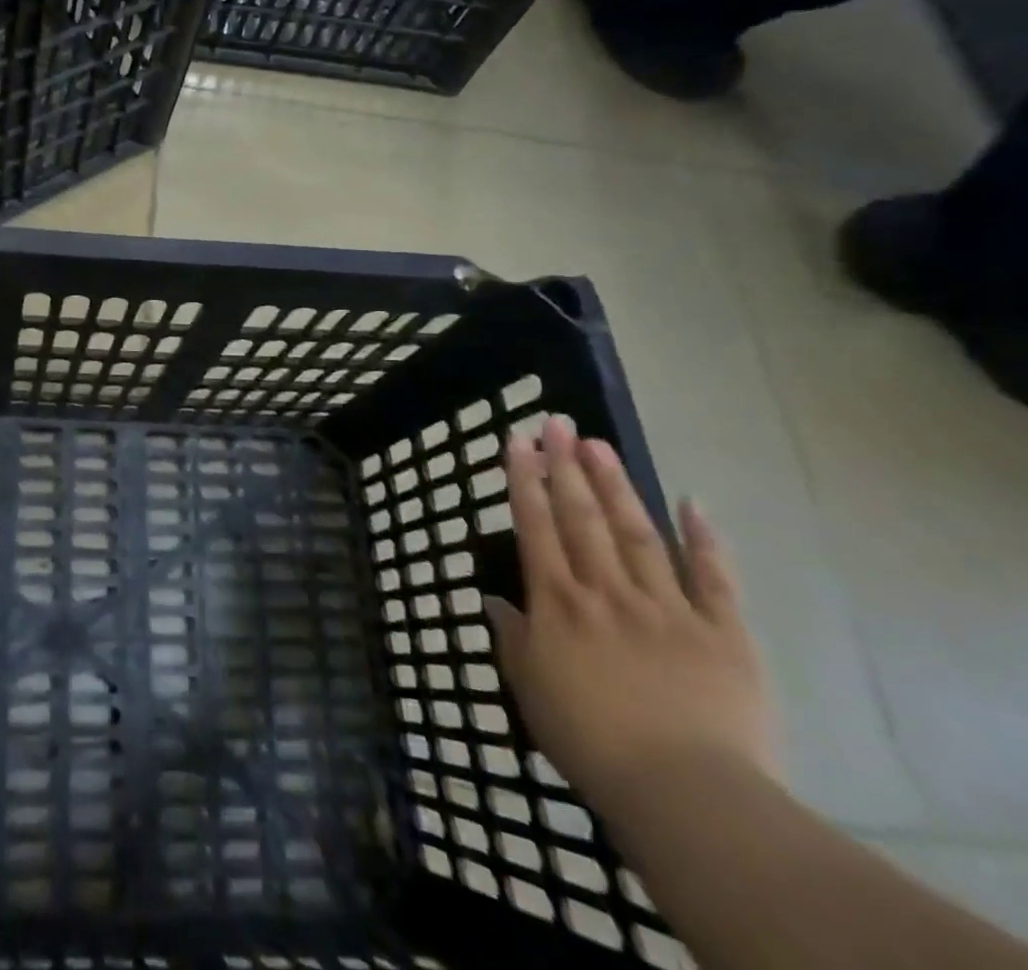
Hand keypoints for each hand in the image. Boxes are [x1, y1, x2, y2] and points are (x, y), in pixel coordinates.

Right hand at [487, 416, 779, 819]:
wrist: (686, 794)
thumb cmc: (591, 741)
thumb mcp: (530, 690)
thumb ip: (512, 639)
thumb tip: (494, 600)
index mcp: (558, 603)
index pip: (535, 526)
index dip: (524, 479)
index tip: (517, 439)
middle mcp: (606, 590)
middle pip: (582, 516)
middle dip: (566, 465)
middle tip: (557, 422)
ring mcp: (667, 607)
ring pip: (636, 532)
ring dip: (616, 485)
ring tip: (599, 444)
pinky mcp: (722, 632)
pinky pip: (714, 578)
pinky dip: (704, 538)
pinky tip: (693, 501)